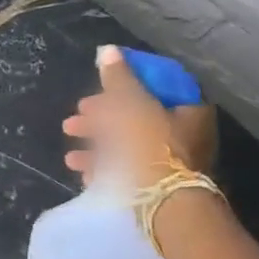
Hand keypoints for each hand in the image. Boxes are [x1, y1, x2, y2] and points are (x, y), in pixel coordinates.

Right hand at [62, 45, 218, 188]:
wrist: (165, 207)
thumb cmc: (152, 149)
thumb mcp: (133, 106)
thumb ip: (119, 79)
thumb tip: (108, 51)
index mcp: (189, 111)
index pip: (156, 86)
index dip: (124, 83)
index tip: (98, 87)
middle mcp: (186, 135)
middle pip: (136, 116)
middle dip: (100, 118)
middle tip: (75, 119)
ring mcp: (173, 163)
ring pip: (128, 145)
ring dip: (96, 147)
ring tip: (69, 155)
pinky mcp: (160, 186)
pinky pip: (128, 171)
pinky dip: (104, 169)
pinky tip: (82, 172)